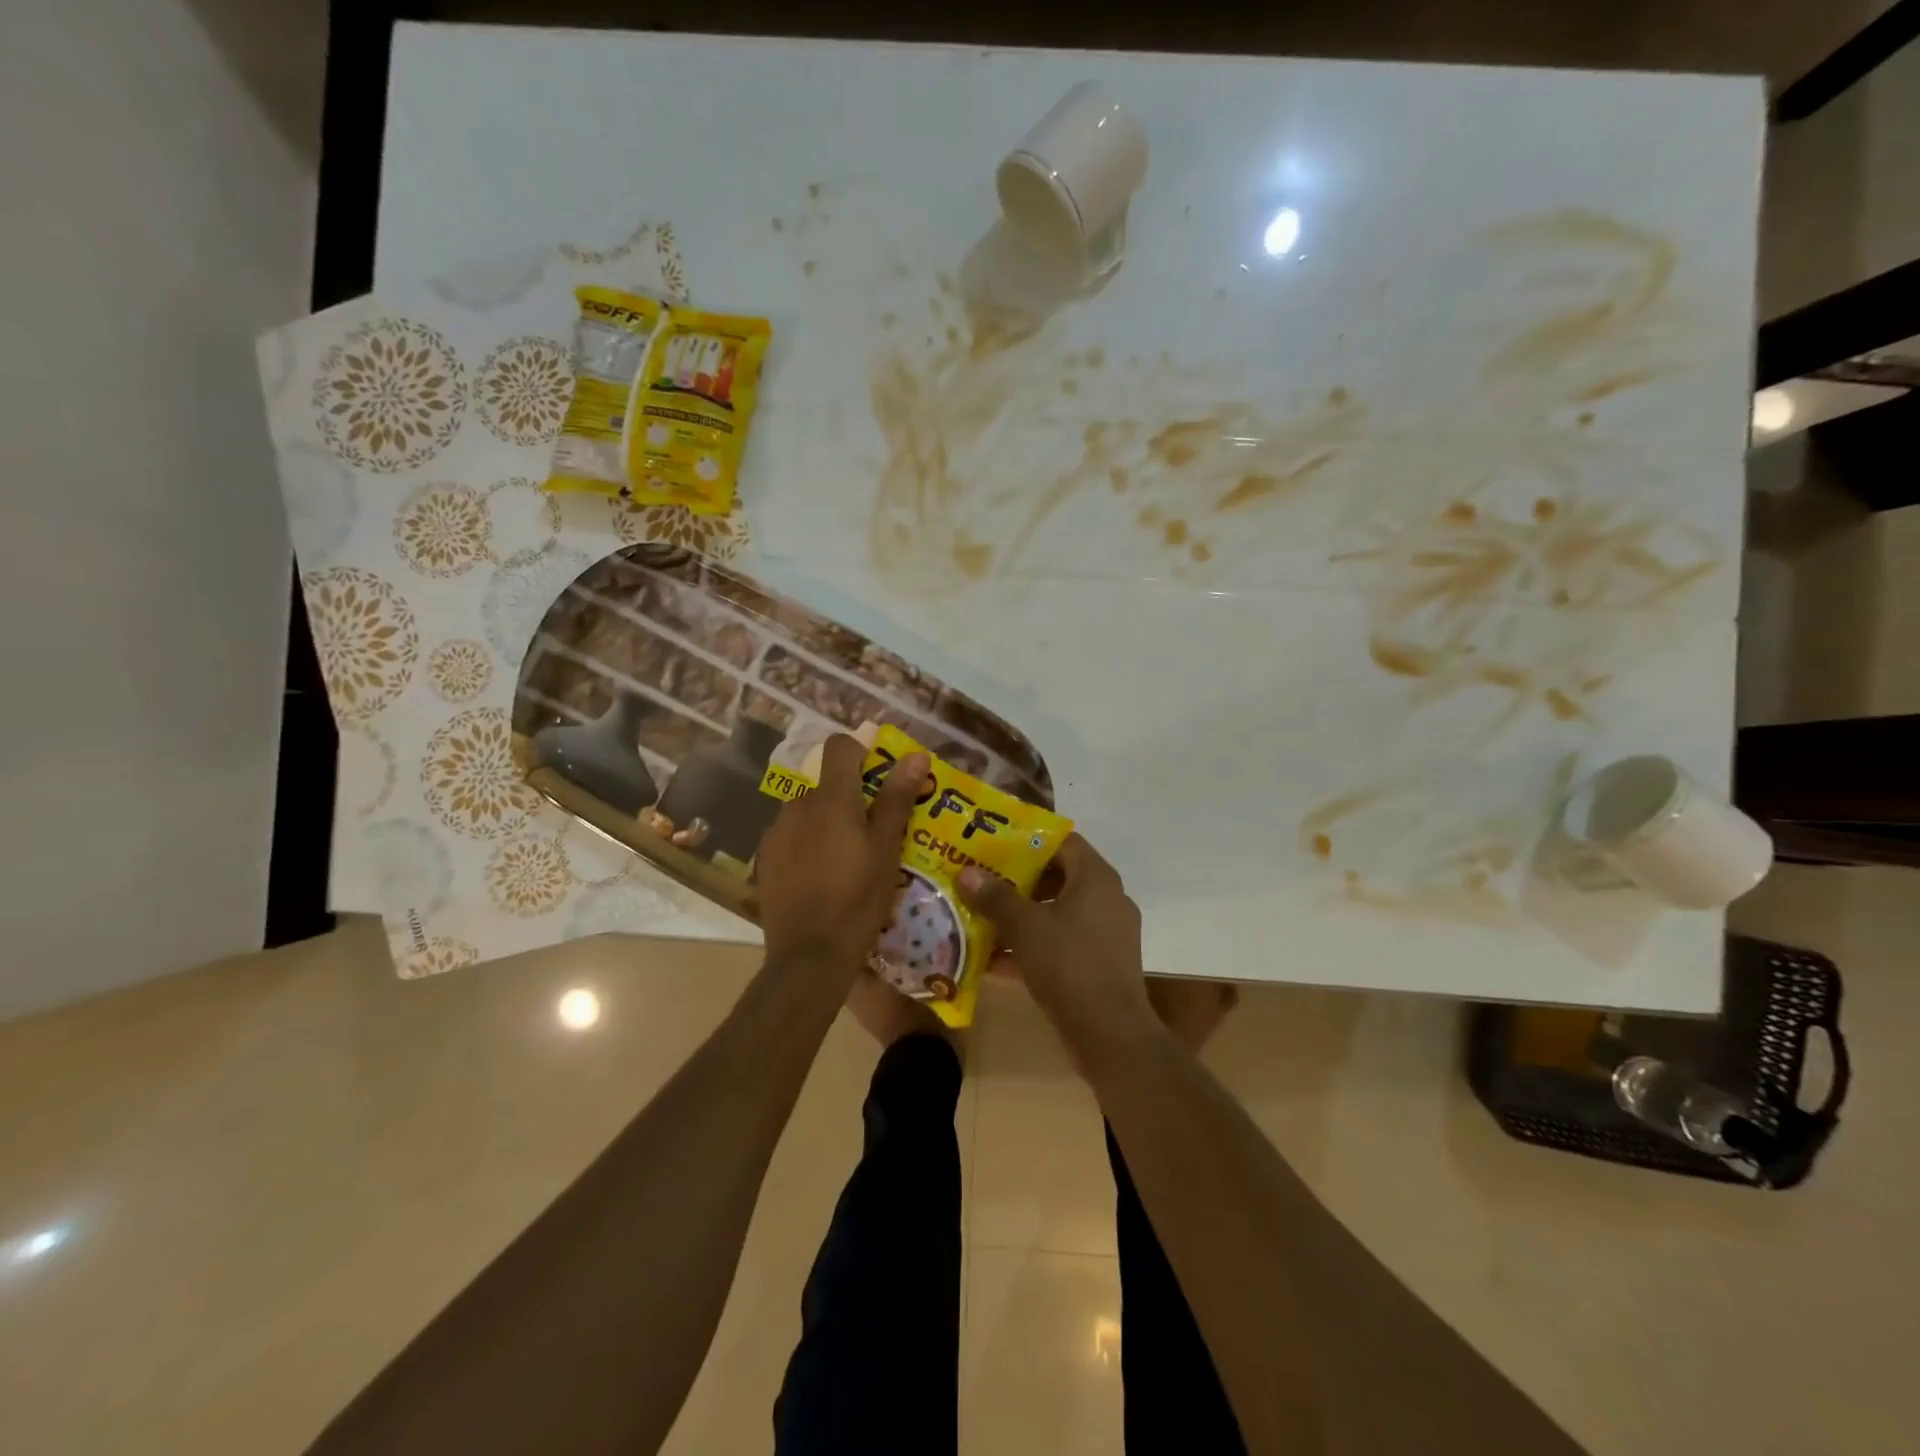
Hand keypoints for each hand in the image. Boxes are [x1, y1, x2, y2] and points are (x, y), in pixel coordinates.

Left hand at [757, 734, 928, 977]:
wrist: (809, 956)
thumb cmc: (858, 899)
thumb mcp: (887, 849)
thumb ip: (897, 798)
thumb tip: (916, 755)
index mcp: (832, 798)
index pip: (839, 746)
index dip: (861, 751)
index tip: (879, 775)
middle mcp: (798, 805)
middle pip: (825, 783)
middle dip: (848, 796)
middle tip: (872, 831)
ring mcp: (776, 832)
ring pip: (807, 811)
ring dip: (826, 821)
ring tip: (846, 859)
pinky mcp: (765, 858)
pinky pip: (791, 836)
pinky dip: (807, 844)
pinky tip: (821, 877)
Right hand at [957, 835, 1154, 1051]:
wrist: (1110, 1034)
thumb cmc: (1069, 964)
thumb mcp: (1025, 927)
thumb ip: (996, 897)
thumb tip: (966, 872)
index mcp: (1096, 878)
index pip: (1062, 841)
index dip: (1027, 839)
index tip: (994, 844)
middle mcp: (1107, 899)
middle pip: (1058, 877)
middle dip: (1018, 880)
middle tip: (982, 879)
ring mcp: (1107, 934)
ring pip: (1058, 913)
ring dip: (1022, 916)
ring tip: (982, 917)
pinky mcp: (1101, 964)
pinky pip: (1062, 944)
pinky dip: (1033, 946)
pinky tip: (995, 960)